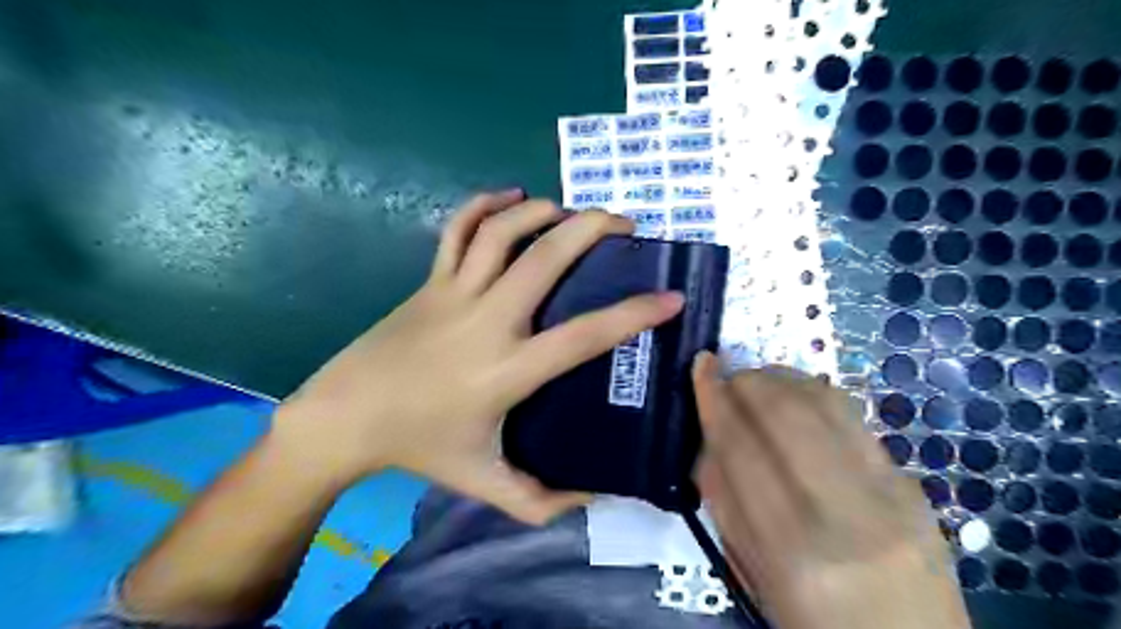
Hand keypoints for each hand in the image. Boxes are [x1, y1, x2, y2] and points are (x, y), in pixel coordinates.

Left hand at [275, 191, 686, 525]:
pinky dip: (484, 205)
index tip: (670, 298)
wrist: (346, 417)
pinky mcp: (430, 281)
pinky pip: (458, 230)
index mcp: (508, 370)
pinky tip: (511, 196)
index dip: (634, 314)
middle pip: (545, 258)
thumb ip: (540, 501)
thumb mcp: (484, 482)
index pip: (584, 335)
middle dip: (590, 229)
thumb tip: (593, 500)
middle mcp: (488, 321)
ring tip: (570, 211)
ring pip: (502, 232)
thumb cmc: (420, 447)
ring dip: (542, 211)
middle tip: (623, 223)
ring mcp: (454, 293)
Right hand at [688, 357, 967, 625]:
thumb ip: (725, 501)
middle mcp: (845, 515)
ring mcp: (890, 495)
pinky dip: (815, 393)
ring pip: (825, 403)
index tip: (700, 365)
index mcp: (793, 551)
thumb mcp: (753, 575)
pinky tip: (798, 396)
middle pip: (786, 414)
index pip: (741, 449)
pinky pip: (855, 417)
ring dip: (782, 378)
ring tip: (758, 380)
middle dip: (748, 380)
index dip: (714, 398)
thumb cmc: (817, 624)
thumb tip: (709, 435)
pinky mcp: (915, 484)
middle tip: (728, 375)